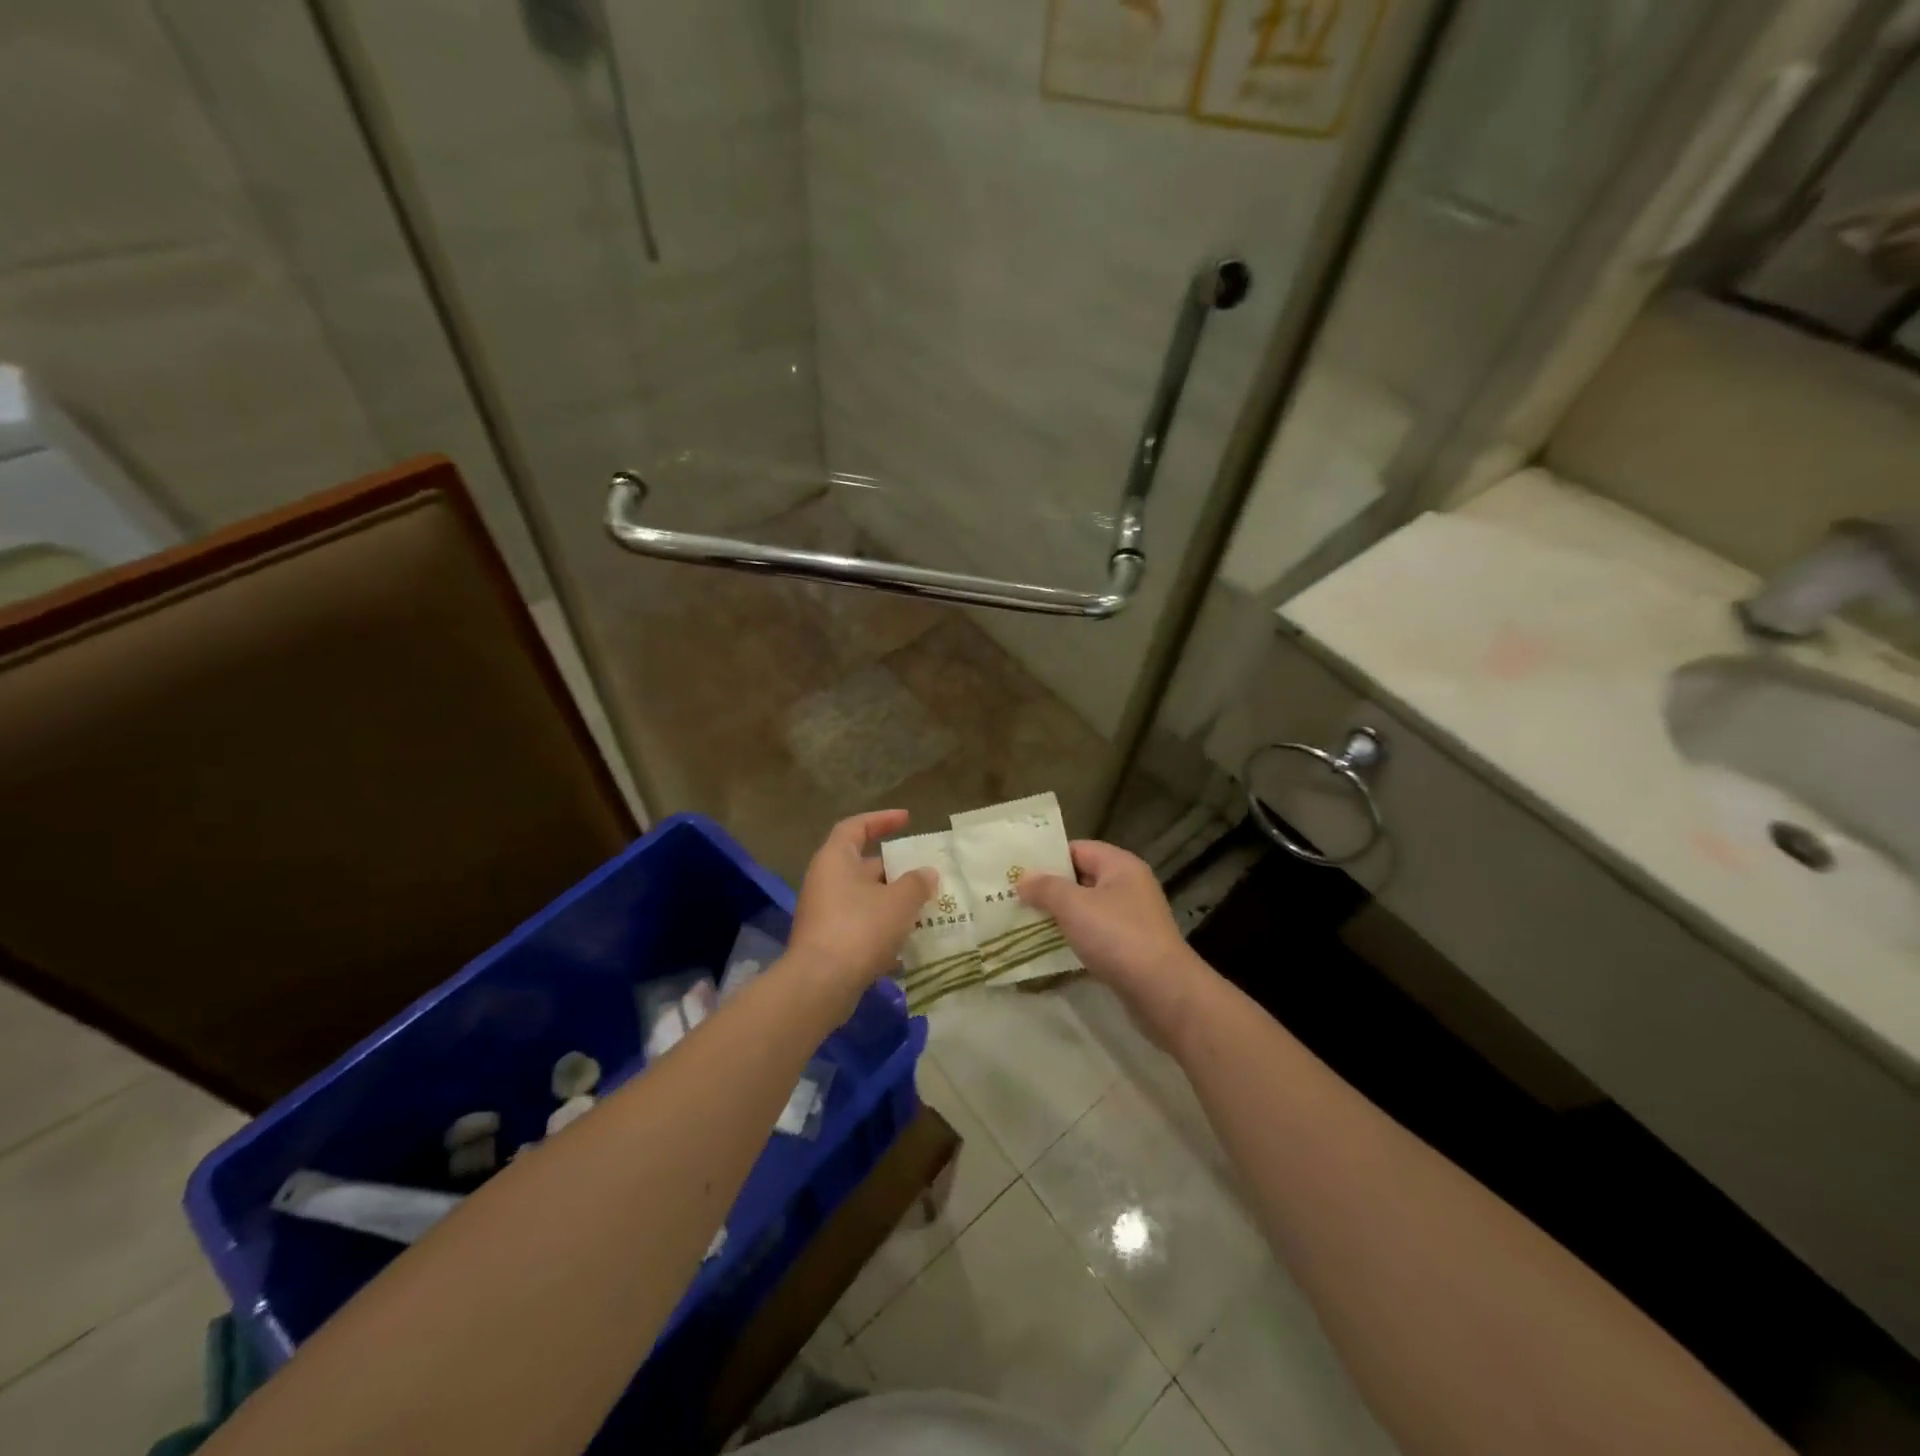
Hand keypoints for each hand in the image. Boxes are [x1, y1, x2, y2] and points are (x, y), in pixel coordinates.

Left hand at [787, 810, 937, 999]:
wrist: (820, 984)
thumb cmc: (860, 929)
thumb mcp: (899, 901)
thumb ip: (917, 882)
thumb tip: (927, 873)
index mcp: (835, 859)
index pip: (856, 827)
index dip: (881, 820)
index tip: (907, 819)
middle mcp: (825, 881)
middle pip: (862, 864)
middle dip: (894, 869)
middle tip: (925, 874)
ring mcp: (824, 913)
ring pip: (864, 898)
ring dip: (892, 901)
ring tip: (924, 907)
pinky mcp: (827, 942)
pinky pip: (860, 925)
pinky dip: (882, 928)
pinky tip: (908, 942)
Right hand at [1016, 840, 1210, 1043]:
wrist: (1162, 992)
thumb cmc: (1117, 936)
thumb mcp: (1074, 906)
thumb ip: (1045, 888)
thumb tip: (1022, 878)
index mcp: (1120, 866)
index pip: (1078, 848)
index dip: (1047, 857)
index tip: (1016, 869)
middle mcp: (1129, 887)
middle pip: (1081, 879)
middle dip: (1049, 889)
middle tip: (1012, 897)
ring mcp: (1131, 919)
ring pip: (1086, 910)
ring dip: (1058, 917)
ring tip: (1022, 922)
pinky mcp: (1129, 949)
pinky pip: (1094, 936)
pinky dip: (1072, 940)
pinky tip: (1047, 950)